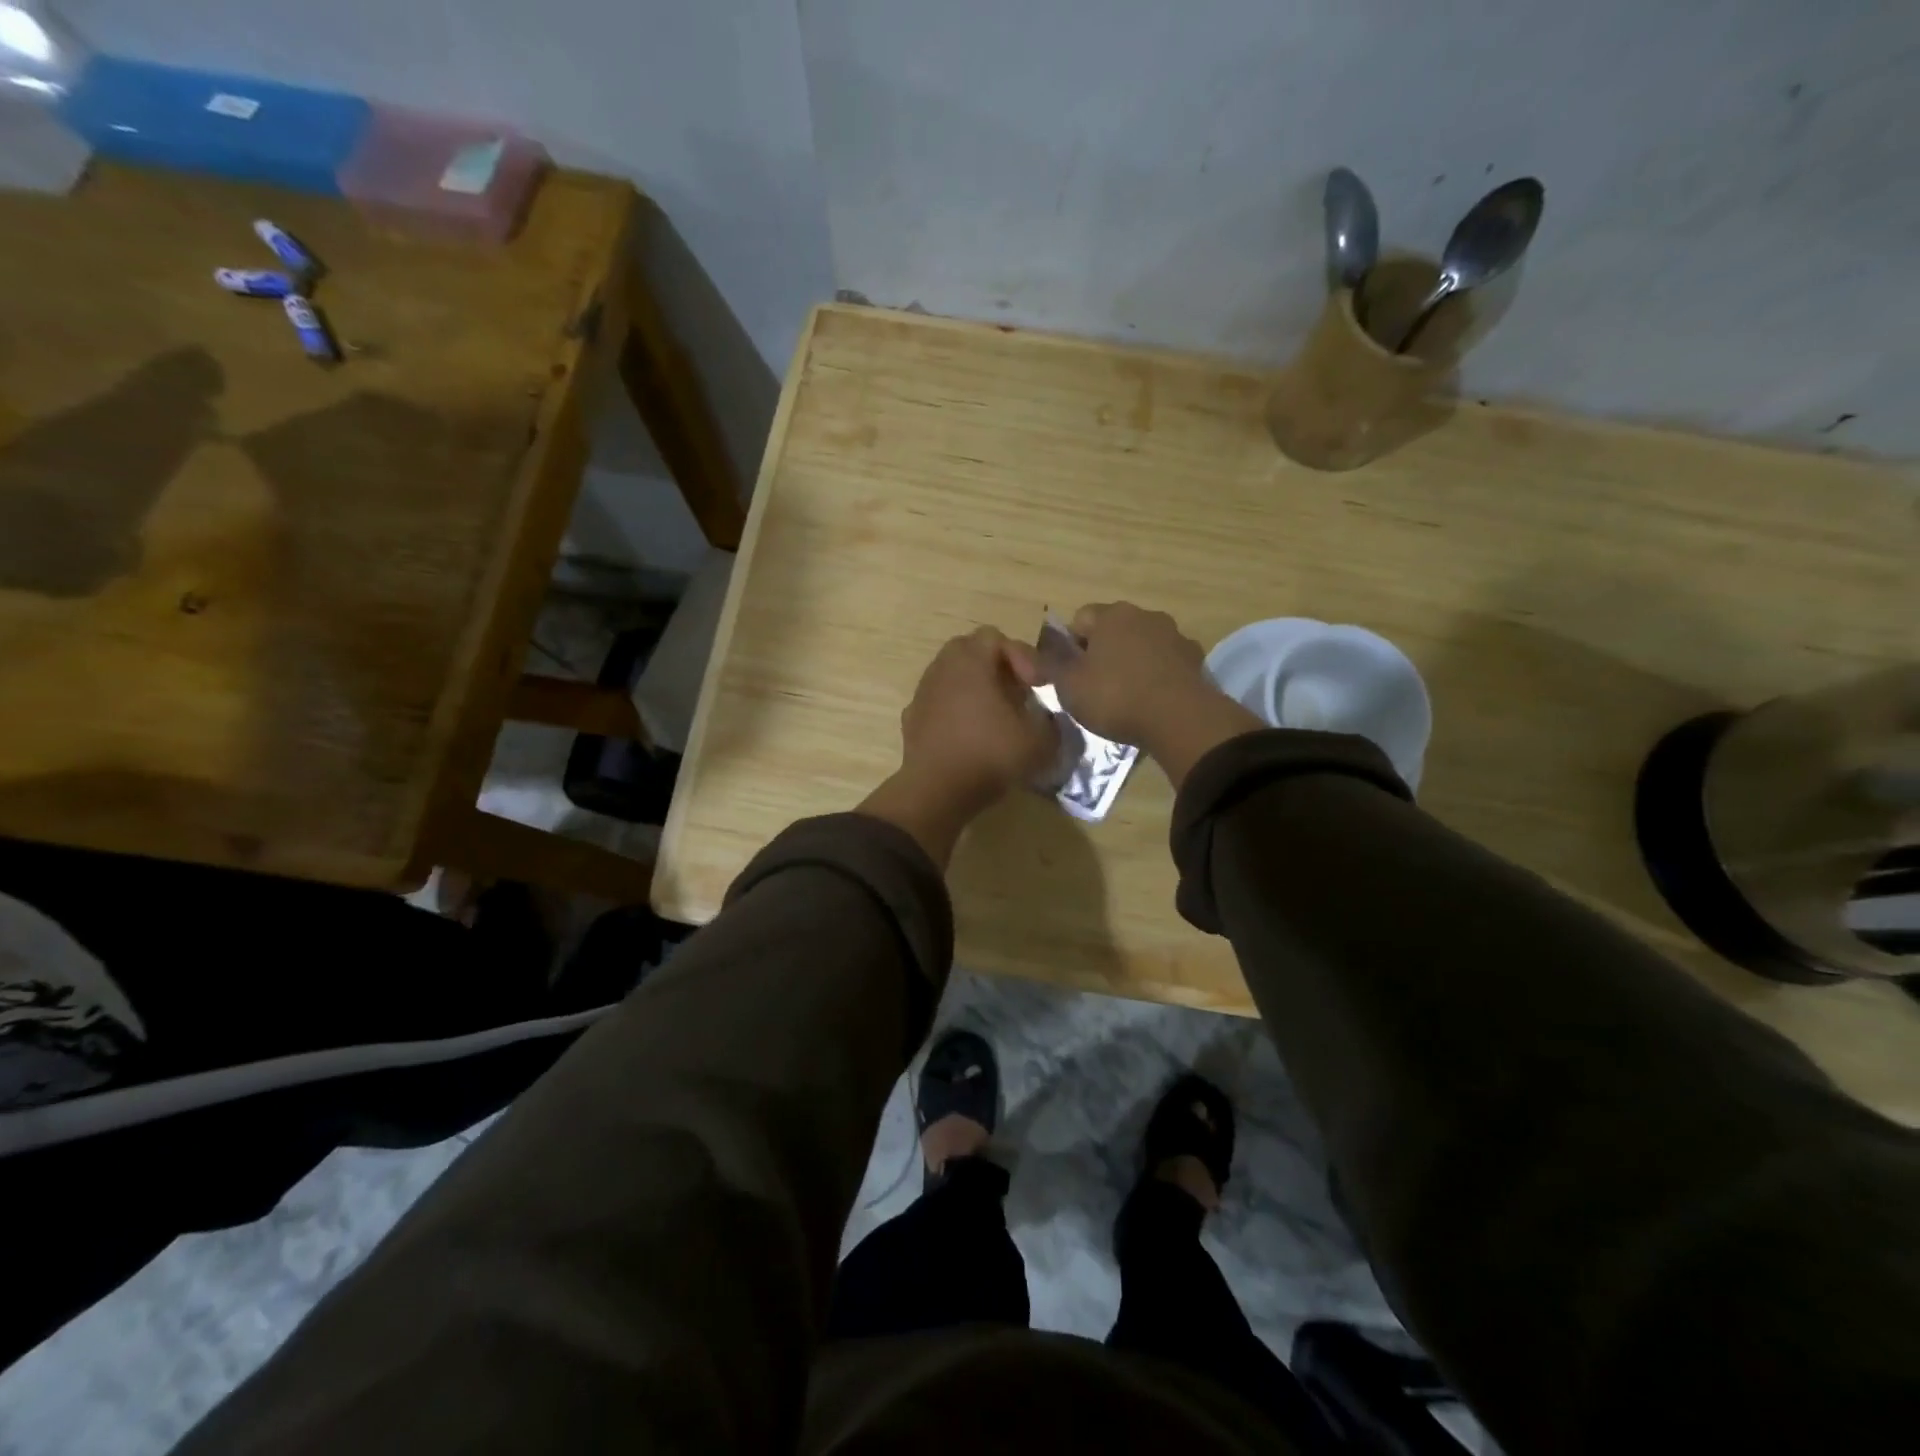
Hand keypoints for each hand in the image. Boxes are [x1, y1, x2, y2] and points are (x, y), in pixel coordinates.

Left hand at [860, 627, 1057, 863]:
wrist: (937, 791)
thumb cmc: (990, 754)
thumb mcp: (1039, 741)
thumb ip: (1051, 722)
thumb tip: (1048, 719)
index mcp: (970, 661)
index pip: (996, 637)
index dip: (1022, 656)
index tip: (1037, 686)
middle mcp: (942, 668)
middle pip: (969, 650)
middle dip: (996, 666)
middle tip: (1015, 693)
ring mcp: (922, 693)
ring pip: (951, 676)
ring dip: (974, 688)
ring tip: (994, 716)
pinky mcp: (912, 718)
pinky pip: (938, 702)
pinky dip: (955, 710)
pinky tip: (969, 735)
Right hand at [1054, 602, 1262, 786]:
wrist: (1180, 719)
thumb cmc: (1115, 697)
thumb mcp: (1068, 685)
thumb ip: (1048, 664)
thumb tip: (1029, 652)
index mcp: (1111, 615)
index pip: (1079, 619)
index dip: (1069, 646)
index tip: (1069, 675)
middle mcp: (1145, 615)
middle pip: (1113, 630)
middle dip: (1101, 653)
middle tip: (1093, 688)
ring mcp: (1175, 636)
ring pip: (1141, 646)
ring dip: (1130, 664)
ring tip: (1125, 699)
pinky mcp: (1195, 661)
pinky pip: (1165, 664)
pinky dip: (1155, 677)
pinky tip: (1151, 703)